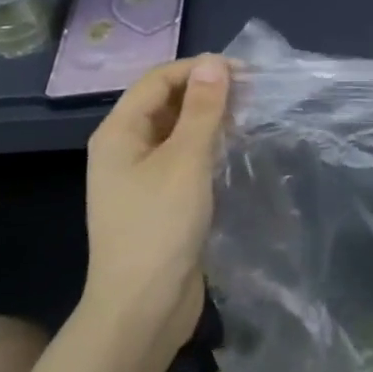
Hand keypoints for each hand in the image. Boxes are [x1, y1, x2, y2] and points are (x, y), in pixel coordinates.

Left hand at [84, 55, 230, 347]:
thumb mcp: (185, 161)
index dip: (200, 69)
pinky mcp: (159, 200)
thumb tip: (214, 63)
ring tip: (249, 116)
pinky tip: (234, 149)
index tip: (246, 72)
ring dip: (210, 118)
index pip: (159, 80)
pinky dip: (208, 146)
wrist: (142, 308)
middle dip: (207, 91)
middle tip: (253, 93)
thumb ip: (202, 110)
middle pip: (166, 102)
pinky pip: (183, 158)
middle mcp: (125, 148)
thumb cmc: (159, 227)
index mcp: (119, 132)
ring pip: (177, 131)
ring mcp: (140, 176)